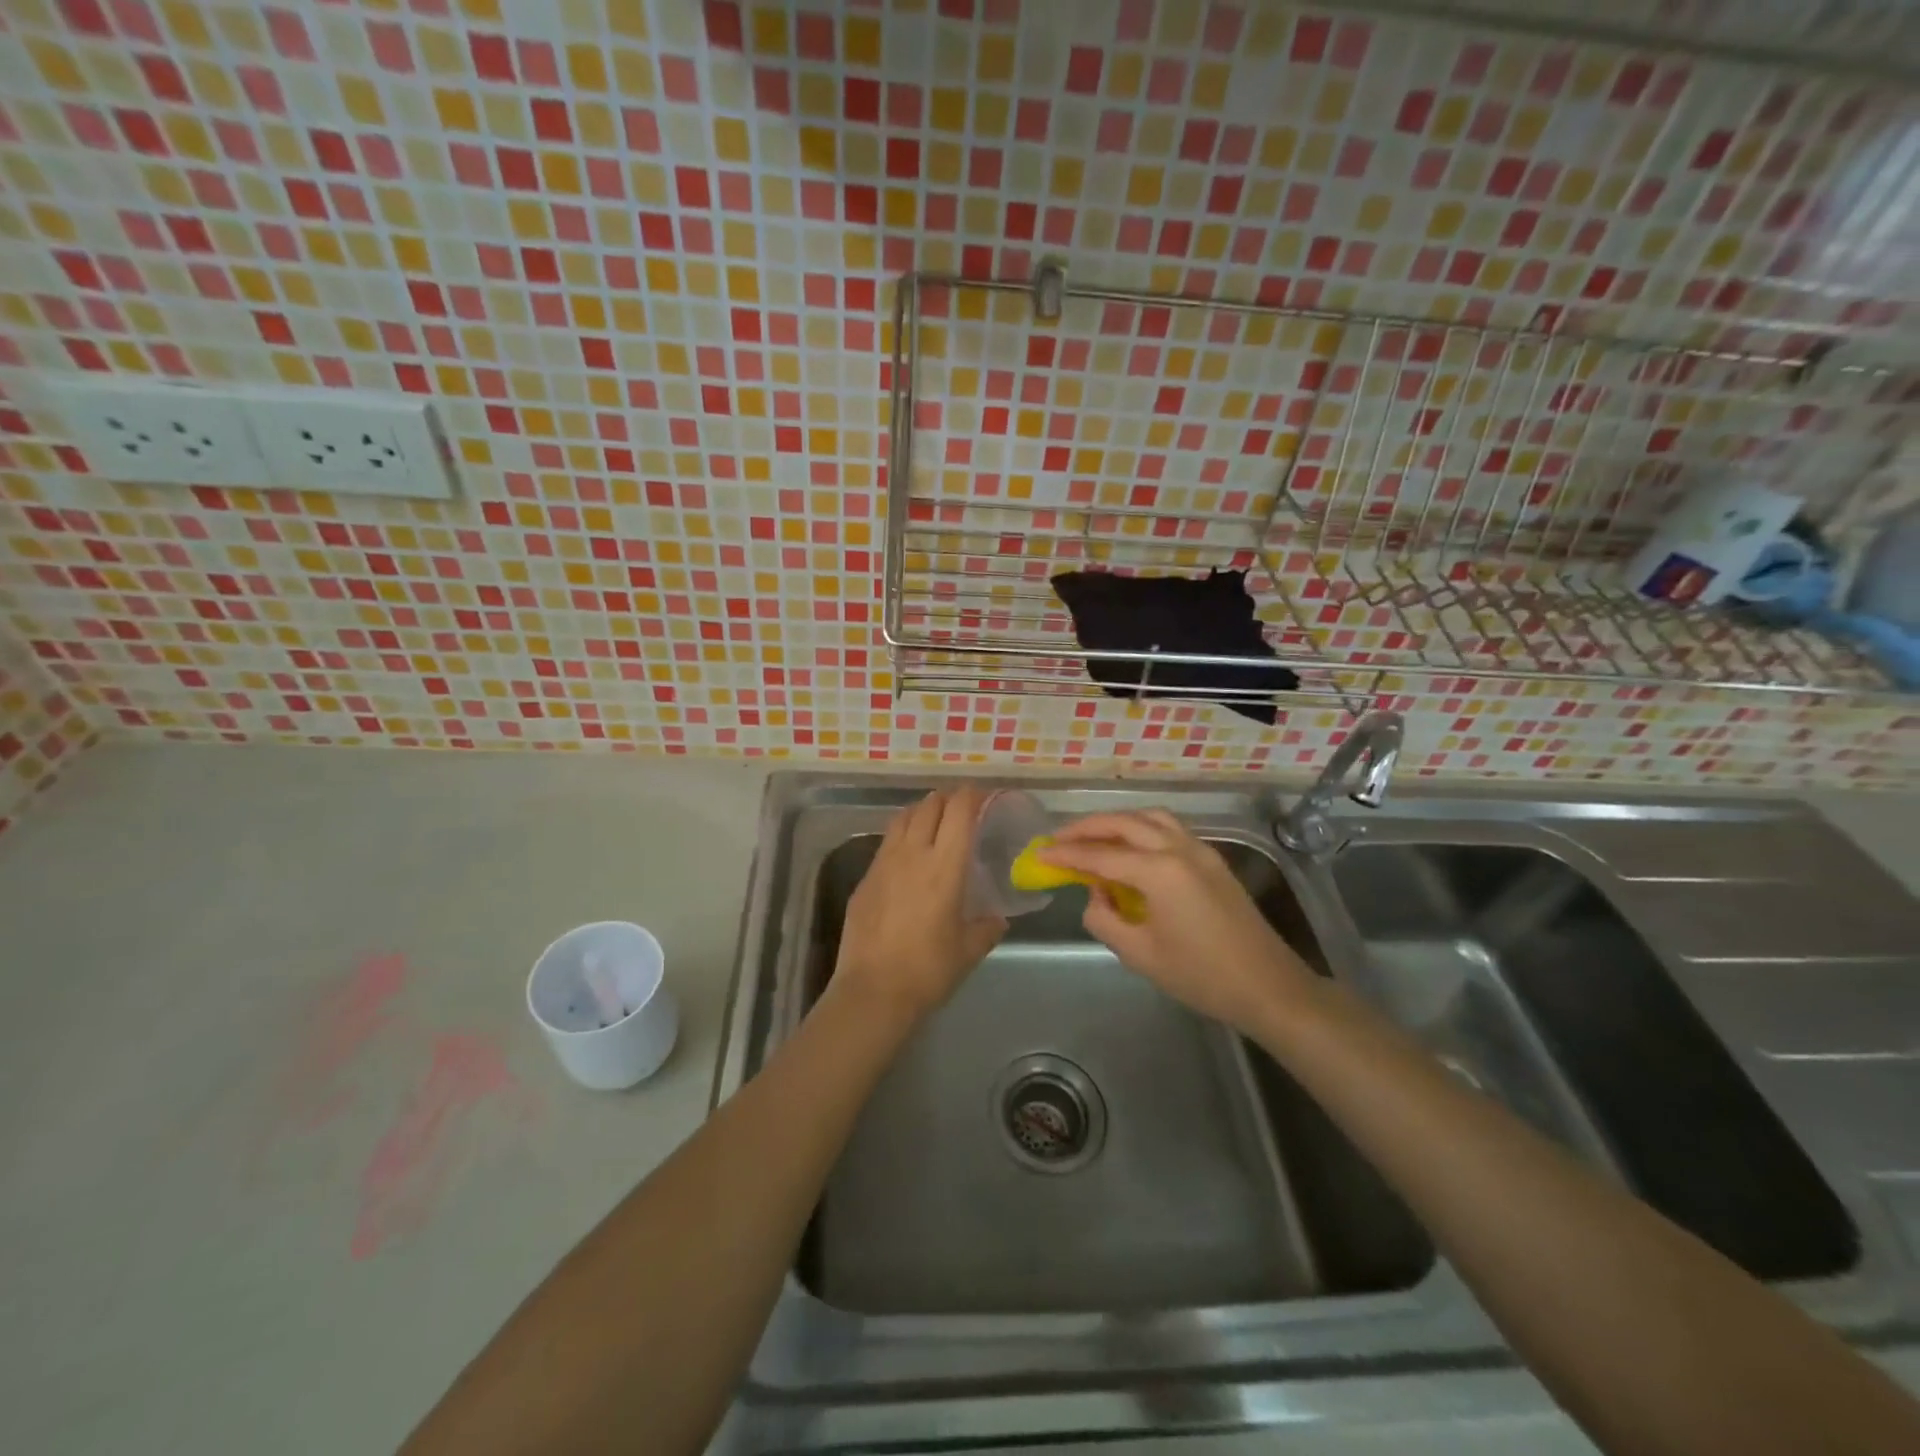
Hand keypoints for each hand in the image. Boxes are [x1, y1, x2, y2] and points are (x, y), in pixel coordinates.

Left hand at [831, 787, 1005, 1025]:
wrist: (873, 991)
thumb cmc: (929, 970)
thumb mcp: (969, 950)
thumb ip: (987, 928)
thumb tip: (997, 918)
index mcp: (944, 866)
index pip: (959, 811)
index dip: (973, 796)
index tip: (984, 796)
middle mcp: (913, 854)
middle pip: (929, 805)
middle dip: (948, 799)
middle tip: (962, 807)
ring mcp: (883, 863)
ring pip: (903, 818)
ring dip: (922, 811)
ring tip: (934, 821)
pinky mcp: (864, 878)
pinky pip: (886, 843)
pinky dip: (902, 835)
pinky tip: (908, 854)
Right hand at [1042, 810, 1315, 1032]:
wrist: (1269, 987)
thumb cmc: (1202, 976)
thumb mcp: (1141, 955)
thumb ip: (1105, 920)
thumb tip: (1095, 897)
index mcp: (1160, 871)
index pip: (1101, 856)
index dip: (1066, 855)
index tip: (1039, 854)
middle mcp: (1179, 849)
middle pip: (1124, 823)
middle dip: (1088, 827)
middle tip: (1059, 839)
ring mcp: (1201, 851)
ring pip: (1150, 818)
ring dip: (1117, 822)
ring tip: (1092, 838)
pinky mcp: (1213, 860)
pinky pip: (1169, 829)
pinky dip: (1142, 829)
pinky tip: (1130, 848)